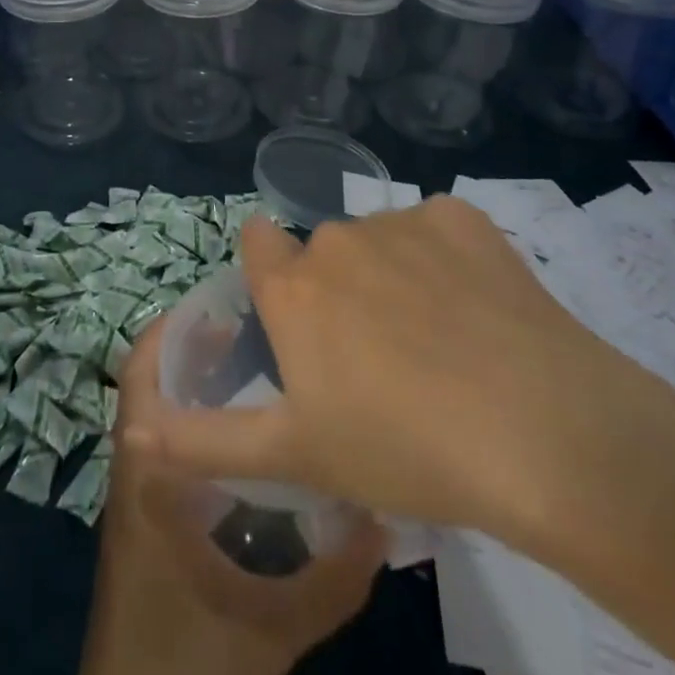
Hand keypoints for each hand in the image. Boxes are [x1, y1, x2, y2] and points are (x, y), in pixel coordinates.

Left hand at [64, 321, 383, 674]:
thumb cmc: (185, 668)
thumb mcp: (271, 629)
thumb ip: (333, 579)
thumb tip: (384, 518)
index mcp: (148, 475)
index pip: (142, 376)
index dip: (172, 332)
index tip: (223, 306)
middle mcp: (137, 472)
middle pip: (153, 387)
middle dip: (195, 352)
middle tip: (254, 331)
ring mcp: (139, 499)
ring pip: (163, 420)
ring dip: (197, 390)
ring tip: (258, 369)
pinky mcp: (149, 525)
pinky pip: (172, 454)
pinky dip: (202, 432)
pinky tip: (250, 444)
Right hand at [125, 198, 674, 552]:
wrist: (544, 437)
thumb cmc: (404, 450)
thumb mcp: (295, 457)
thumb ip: (203, 441)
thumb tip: (130, 431)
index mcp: (293, 286)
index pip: (258, 243)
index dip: (273, 280)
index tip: (300, 326)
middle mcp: (336, 238)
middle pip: (323, 251)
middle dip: (337, 291)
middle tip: (380, 361)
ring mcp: (401, 221)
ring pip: (380, 240)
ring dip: (392, 275)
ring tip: (440, 346)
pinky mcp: (462, 218)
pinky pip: (437, 229)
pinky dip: (447, 260)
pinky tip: (479, 311)